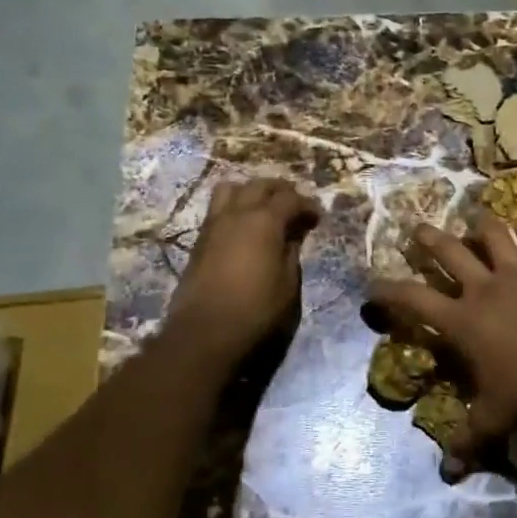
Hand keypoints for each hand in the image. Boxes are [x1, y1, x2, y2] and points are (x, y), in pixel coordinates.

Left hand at [168, 177, 321, 359]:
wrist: (205, 333)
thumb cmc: (256, 310)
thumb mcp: (288, 284)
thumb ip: (292, 252)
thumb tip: (293, 235)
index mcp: (264, 221)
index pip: (290, 198)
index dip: (307, 205)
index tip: (317, 217)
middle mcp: (237, 213)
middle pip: (259, 185)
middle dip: (280, 190)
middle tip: (294, 206)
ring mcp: (213, 224)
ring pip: (231, 189)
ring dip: (250, 192)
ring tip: (263, 209)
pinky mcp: (199, 240)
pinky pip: (218, 209)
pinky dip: (234, 208)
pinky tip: (243, 228)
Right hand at [369, 214, 516, 468]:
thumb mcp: (492, 421)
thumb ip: (467, 440)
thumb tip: (447, 473)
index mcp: (462, 321)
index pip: (413, 299)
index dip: (388, 290)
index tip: (373, 284)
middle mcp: (484, 288)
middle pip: (448, 251)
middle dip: (428, 237)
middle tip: (417, 228)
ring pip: (493, 234)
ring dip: (482, 227)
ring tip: (477, 222)